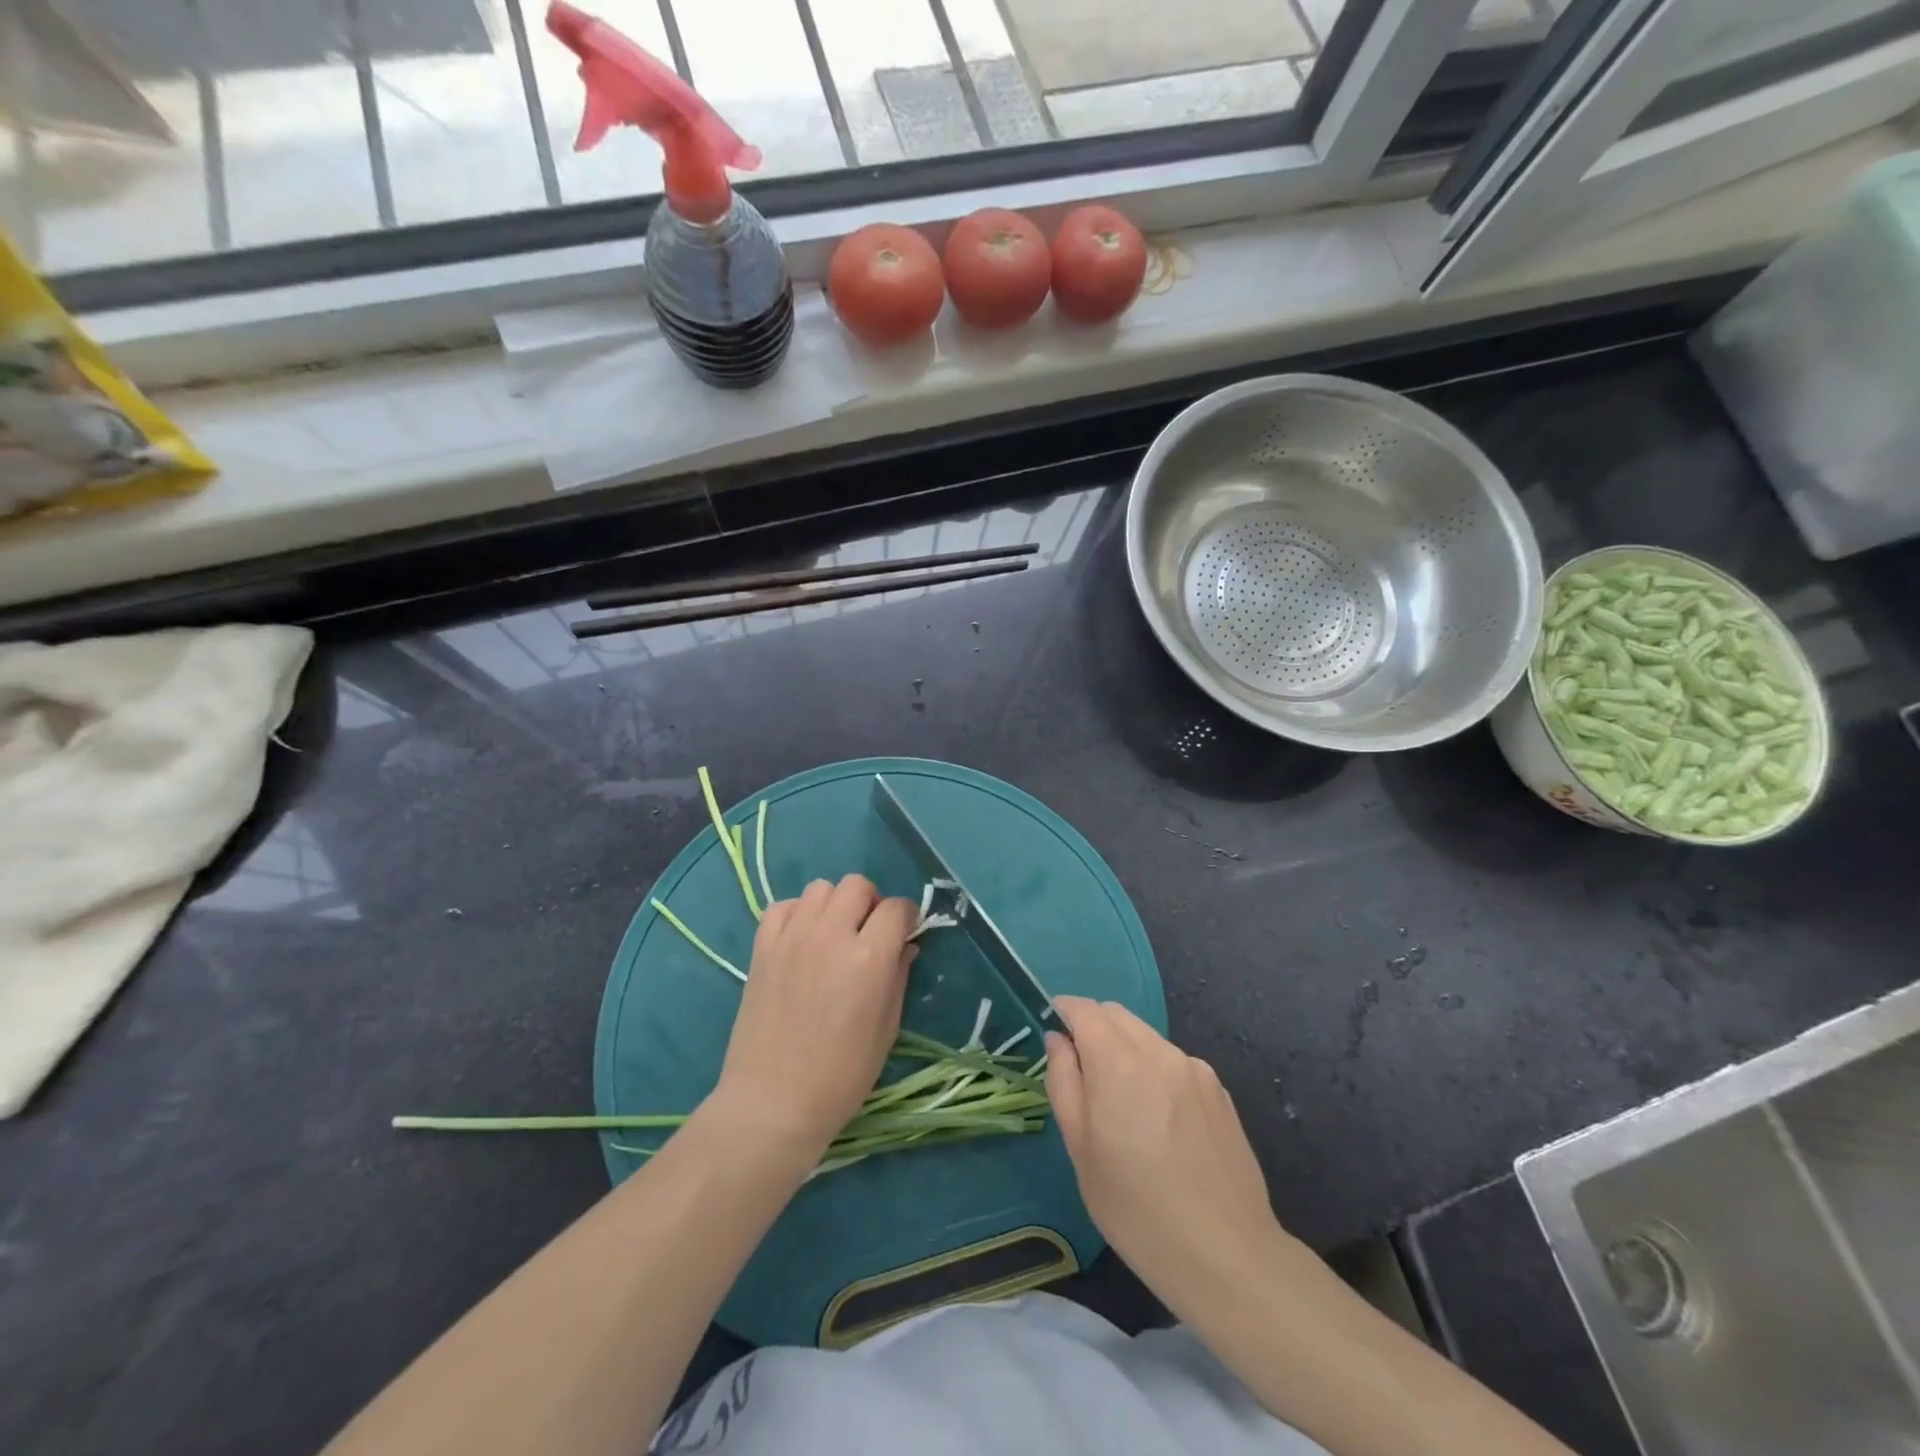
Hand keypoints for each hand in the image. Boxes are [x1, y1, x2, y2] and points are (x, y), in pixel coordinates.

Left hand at [709, 875, 917, 1160]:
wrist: (773, 1102)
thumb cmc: (841, 1076)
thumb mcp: (886, 1029)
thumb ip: (898, 977)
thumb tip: (905, 946)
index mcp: (868, 958)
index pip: (897, 908)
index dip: (907, 918)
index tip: (906, 933)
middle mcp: (830, 936)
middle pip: (857, 885)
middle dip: (871, 903)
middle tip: (869, 933)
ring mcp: (792, 938)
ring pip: (820, 888)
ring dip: (835, 904)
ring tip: (834, 934)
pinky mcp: (762, 948)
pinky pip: (783, 906)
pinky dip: (798, 913)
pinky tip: (802, 939)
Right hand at [1045, 996, 1286, 1317]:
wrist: (1226, 1255)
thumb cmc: (1136, 1209)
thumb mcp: (1081, 1150)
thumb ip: (1064, 1082)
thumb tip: (1058, 1041)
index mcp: (1119, 1062)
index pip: (1085, 1010)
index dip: (1064, 1012)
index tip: (1053, 1031)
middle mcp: (1159, 1051)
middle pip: (1117, 1015)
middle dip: (1094, 1028)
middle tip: (1082, 1072)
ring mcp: (1194, 1069)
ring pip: (1147, 1037)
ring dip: (1125, 1049)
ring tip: (1124, 1104)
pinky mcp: (1219, 1091)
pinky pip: (1174, 1062)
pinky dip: (1155, 1071)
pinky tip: (1161, 1122)